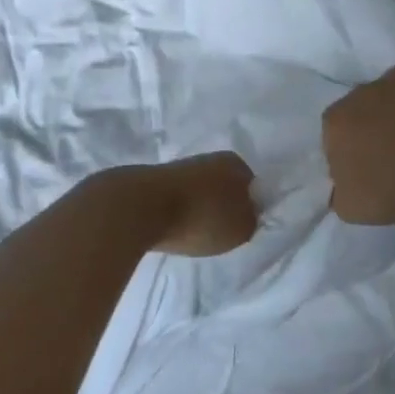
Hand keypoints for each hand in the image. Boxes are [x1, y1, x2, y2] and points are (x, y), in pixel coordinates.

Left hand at [142, 152, 259, 256]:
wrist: (141, 208)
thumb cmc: (202, 217)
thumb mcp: (242, 228)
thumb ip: (251, 220)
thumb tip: (248, 214)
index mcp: (235, 163)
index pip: (252, 186)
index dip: (250, 208)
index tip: (242, 228)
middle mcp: (209, 158)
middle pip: (223, 188)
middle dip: (222, 208)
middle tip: (219, 234)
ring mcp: (179, 167)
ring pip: (198, 193)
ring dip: (198, 211)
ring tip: (194, 235)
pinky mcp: (154, 180)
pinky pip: (175, 200)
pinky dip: (176, 214)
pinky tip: (173, 229)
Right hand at [323, 65, 394, 225]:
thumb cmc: (389, 194)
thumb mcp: (347, 206)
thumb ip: (337, 190)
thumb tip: (340, 183)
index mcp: (333, 124)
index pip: (335, 134)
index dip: (350, 149)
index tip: (366, 165)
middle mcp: (355, 96)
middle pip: (359, 110)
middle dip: (370, 126)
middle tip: (390, 150)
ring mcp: (387, 83)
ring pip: (385, 95)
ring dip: (393, 109)